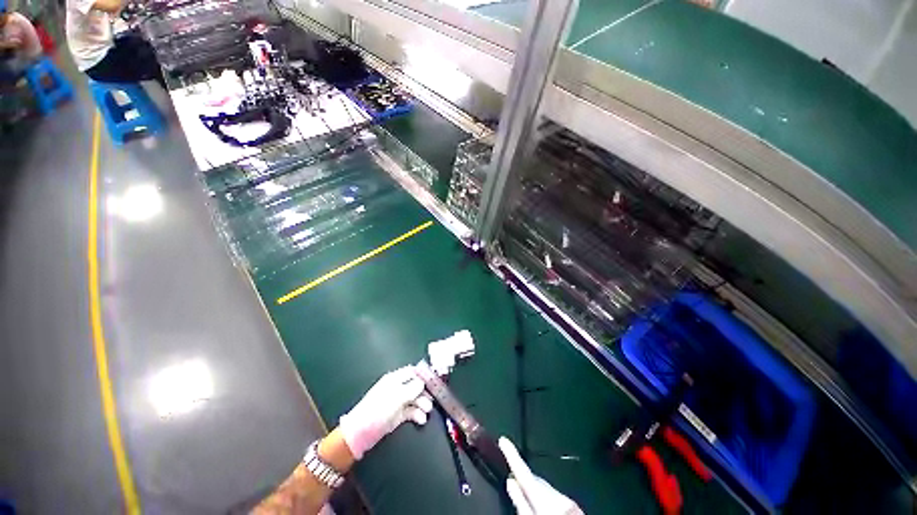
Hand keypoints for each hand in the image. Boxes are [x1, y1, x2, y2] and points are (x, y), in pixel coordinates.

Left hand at [338, 367, 433, 459]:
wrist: (360, 433)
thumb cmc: (378, 410)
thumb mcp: (397, 397)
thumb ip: (412, 388)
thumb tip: (423, 382)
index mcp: (395, 379)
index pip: (412, 372)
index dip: (423, 375)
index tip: (435, 381)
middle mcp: (397, 388)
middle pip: (415, 386)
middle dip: (425, 392)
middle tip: (433, 400)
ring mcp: (396, 402)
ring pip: (414, 399)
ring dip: (422, 404)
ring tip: (427, 411)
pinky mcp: (396, 415)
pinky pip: (410, 411)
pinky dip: (417, 414)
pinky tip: (421, 419)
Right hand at [499, 437, 583, 514]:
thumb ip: (522, 504)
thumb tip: (511, 482)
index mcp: (544, 497)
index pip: (524, 471)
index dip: (511, 455)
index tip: (503, 440)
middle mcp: (557, 494)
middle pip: (535, 480)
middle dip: (523, 476)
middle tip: (511, 474)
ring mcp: (567, 501)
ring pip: (544, 488)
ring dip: (533, 488)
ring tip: (523, 491)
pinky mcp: (573, 508)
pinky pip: (553, 497)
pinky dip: (544, 497)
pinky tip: (540, 504)